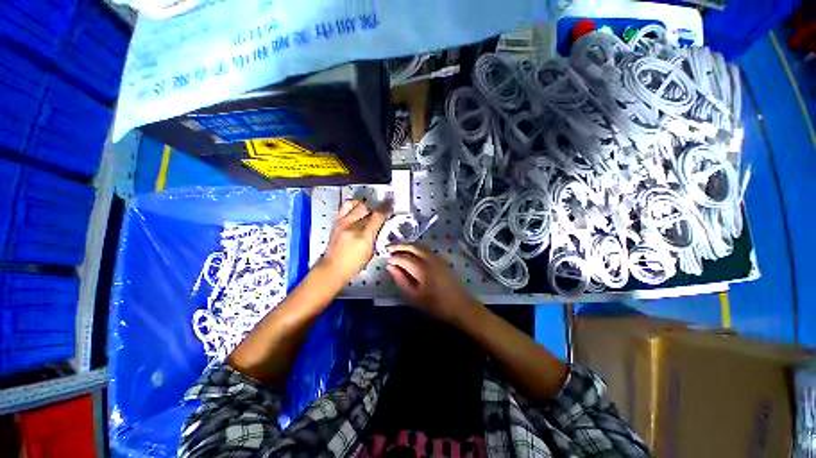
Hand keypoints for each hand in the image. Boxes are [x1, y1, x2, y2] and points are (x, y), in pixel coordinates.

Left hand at [321, 199, 391, 283]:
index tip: (390, 206)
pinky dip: (354, 204)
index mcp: (364, 237)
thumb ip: (377, 235)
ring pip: (357, 204)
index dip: (386, 209)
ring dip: (365, 205)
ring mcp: (343, 222)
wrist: (333, 267)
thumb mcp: (371, 251)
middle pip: (367, 207)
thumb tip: (381, 224)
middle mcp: (353, 226)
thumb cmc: (354, 264)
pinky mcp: (336, 221)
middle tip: (379, 211)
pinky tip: (357, 209)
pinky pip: (346, 205)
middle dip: (376, 208)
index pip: (377, 216)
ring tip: (368, 210)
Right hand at [385, 243, 481, 324]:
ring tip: (397, 248)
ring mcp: (437, 257)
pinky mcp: (441, 259)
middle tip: (388, 248)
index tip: (386, 260)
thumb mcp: (414, 297)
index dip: (393, 258)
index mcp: (422, 269)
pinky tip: (411, 253)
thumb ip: (401, 280)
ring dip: (408, 245)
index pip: (404, 258)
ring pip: (420, 246)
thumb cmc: (435, 305)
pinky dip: (416, 248)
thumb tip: (390, 266)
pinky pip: (426, 249)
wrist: (460, 305)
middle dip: (399, 245)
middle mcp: (430, 259)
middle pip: (412, 247)